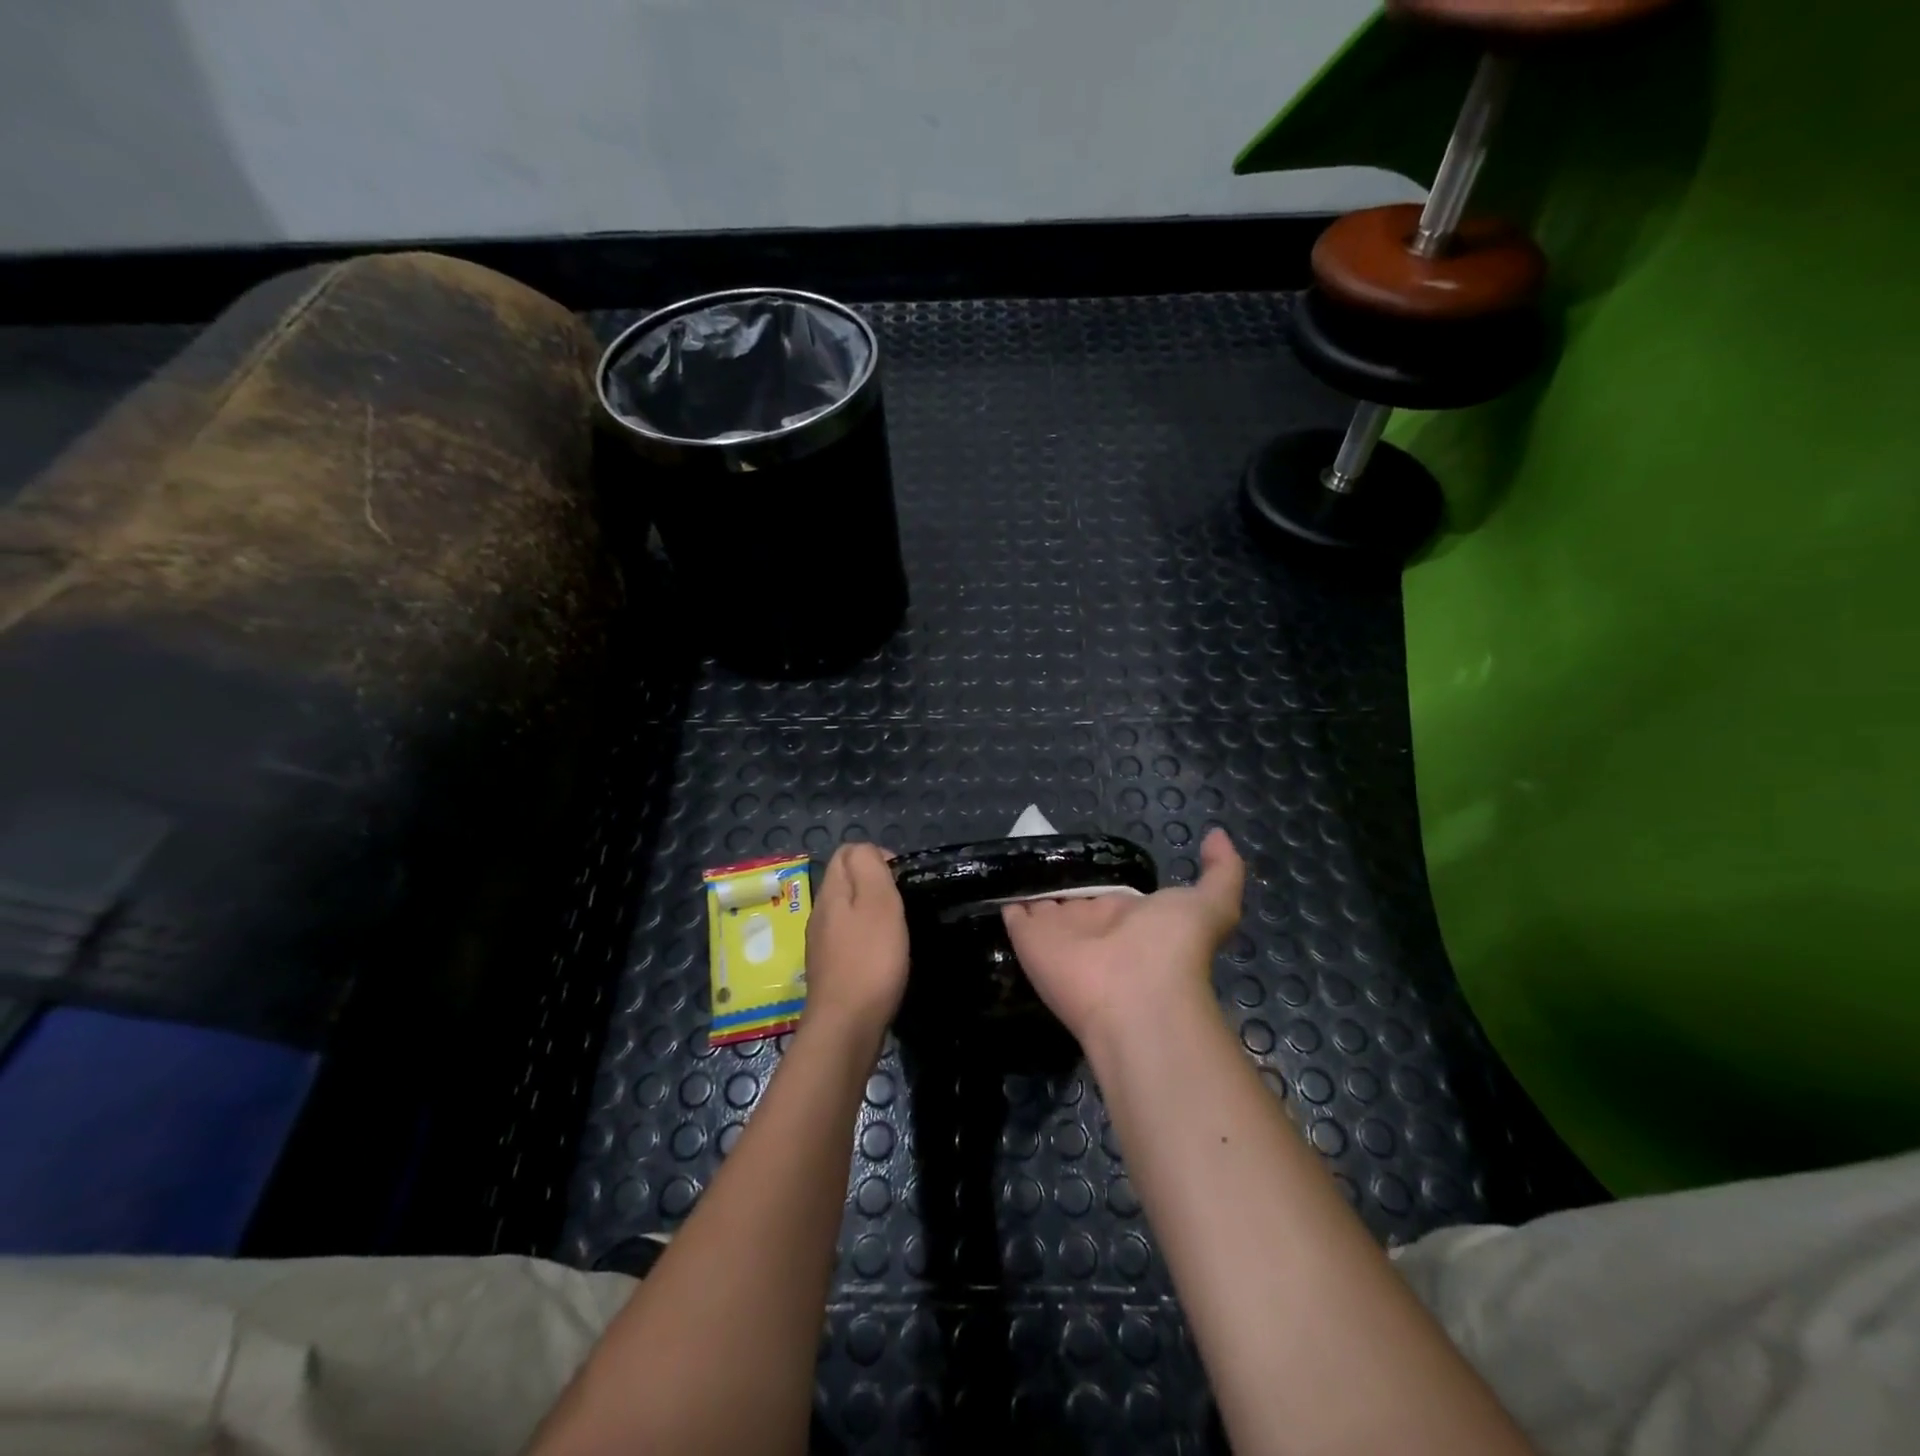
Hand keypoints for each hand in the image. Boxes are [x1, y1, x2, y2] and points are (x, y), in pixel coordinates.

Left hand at [802, 843, 909, 1039]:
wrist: (846, 1027)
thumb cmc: (870, 960)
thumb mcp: (878, 902)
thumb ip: (870, 867)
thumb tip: (867, 851)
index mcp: (831, 892)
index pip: (847, 852)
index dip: (878, 856)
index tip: (903, 879)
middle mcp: (821, 913)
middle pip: (846, 880)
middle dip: (876, 883)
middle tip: (905, 903)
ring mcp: (822, 943)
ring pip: (848, 910)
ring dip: (873, 912)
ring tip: (900, 929)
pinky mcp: (831, 969)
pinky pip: (850, 938)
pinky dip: (869, 938)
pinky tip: (885, 956)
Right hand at [1002, 828, 1244, 1051]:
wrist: (1138, 998)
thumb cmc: (1174, 948)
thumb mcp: (1211, 903)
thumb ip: (1220, 870)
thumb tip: (1217, 834)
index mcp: (1126, 914)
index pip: (1105, 890)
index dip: (1093, 872)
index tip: (1077, 848)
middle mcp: (1089, 924)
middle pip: (1068, 895)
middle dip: (1055, 875)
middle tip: (1035, 843)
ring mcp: (1056, 933)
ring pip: (1037, 903)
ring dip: (1026, 881)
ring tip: (1009, 851)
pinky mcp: (1027, 940)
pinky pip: (1011, 914)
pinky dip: (1002, 897)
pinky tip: (994, 874)